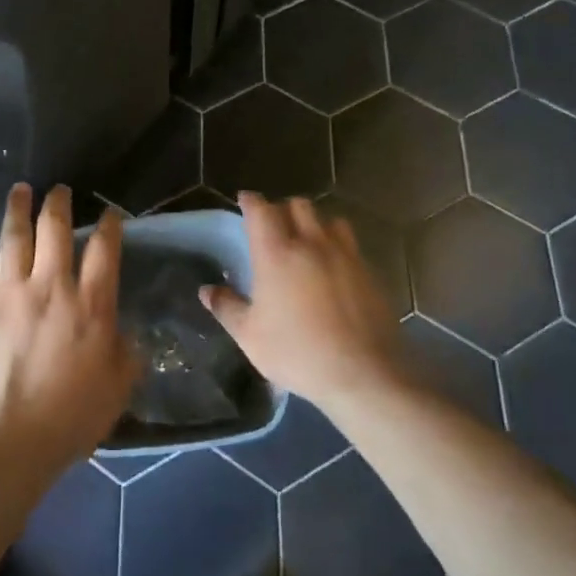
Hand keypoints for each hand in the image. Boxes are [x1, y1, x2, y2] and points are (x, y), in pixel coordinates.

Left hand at [0, 185, 138, 475]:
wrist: (5, 440)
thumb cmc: (68, 419)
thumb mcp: (116, 390)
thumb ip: (127, 356)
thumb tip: (128, 335)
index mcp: (91, 305)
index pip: (104, 250)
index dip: (109, 225)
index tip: (109, 213)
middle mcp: (52, 286)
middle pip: (56, 229)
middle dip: (59, 203)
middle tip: (59, 190)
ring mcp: (11, 291)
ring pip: (16, 235)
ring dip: (19, 208)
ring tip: (21, 189)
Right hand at [201, 192, 406, 410]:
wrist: (363, 374)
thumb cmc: (298, 353)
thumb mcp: (250, 337)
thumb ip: (227, 308)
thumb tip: (206, 290)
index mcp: (276, 253)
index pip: (261, 210)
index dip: (251, 201)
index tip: (245, 200)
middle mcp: (311, 243)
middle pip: (298, 205)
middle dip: (283, 208)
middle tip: (275, 225)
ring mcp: (344, 254)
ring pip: (328, 219)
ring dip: (314, 223)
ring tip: (308, 241)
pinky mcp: (368, 271)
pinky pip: (350, 243)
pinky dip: (337, 244)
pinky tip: (334, 266)